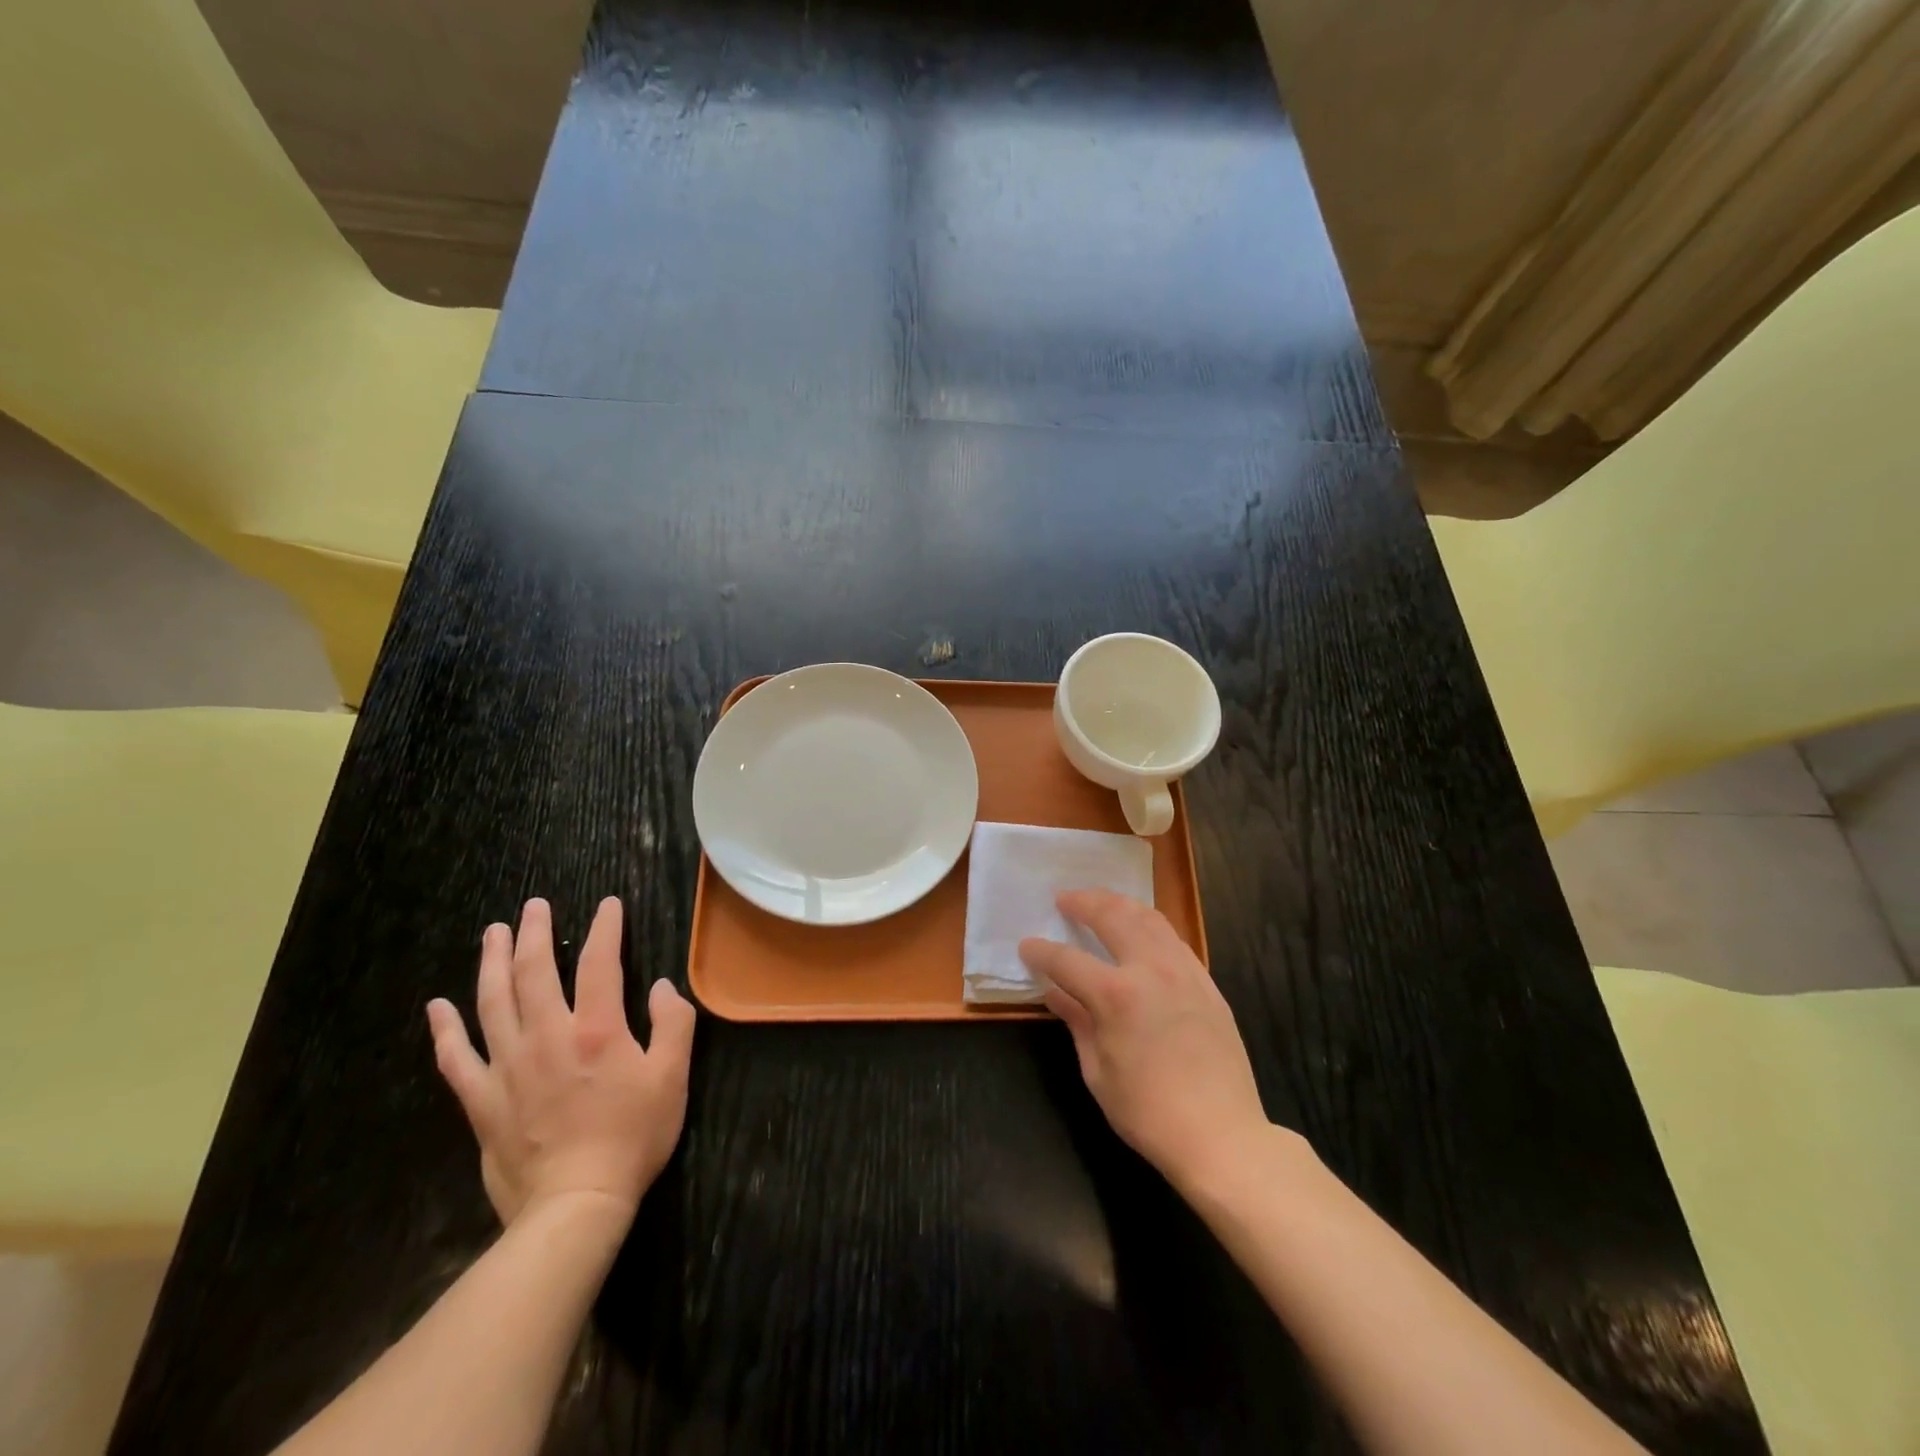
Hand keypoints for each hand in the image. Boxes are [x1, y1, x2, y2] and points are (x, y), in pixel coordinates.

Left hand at [426, 897, 695, 1227]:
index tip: (606, 905)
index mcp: (598, 1029)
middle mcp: (548, 1036)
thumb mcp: (672, 1077)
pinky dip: (445, 1029)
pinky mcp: (483, 1100)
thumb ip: (673, 1024)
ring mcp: (508, 1067)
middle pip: (533, 972)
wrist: (575, 1204)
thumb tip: (662, 987)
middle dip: (534, 933)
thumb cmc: (633, 1137)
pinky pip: (456, 1058)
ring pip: (492, 1002)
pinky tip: (438, 1006)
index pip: (600, 963)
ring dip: (491, 962)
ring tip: (492, 933)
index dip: (604, 928)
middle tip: (533, 906)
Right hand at [1020, 890, 1267, 1189]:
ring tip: (1100, 902)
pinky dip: (1150, 924)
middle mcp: (1150, 970)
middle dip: (1083, 903)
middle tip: (1064, 899)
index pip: (1067, 960)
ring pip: (1148, 917)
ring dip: (1119, 903)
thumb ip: (1076, 1022)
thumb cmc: (1149, 1113)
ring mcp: (1183, 971)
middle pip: (1112, 916)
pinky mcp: (1206, 982)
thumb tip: (1055, 992)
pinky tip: (1140, 929)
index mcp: (1116, 995)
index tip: (1027, 946)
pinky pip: (1174, 938)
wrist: (1222, 1135)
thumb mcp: (1097, 1072)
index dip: (1041, 952)